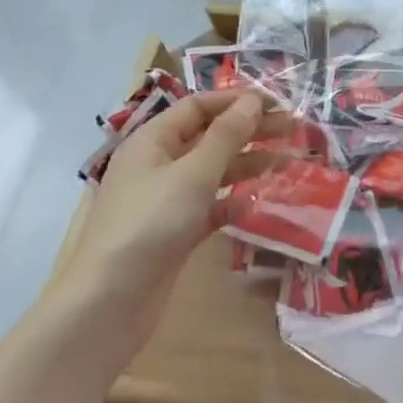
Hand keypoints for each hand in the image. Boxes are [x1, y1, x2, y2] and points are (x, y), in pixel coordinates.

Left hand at [60, 90, 287, 347]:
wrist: (109, 302)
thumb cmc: (150, 224)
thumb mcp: (193, 174)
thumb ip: (226, 136)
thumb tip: (252, 100)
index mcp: (152, 141)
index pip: (198, 107)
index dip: (237, 100)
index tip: (278, 103)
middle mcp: (157, 165)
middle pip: (209, 137)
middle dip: (250, 130)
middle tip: (293, 129)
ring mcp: (165, 200)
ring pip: (213, 172)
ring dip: (247, 164)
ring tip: (287, 163)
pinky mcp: (174, 232)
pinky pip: (208, 207)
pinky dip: (231, 202)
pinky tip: (254, 204)